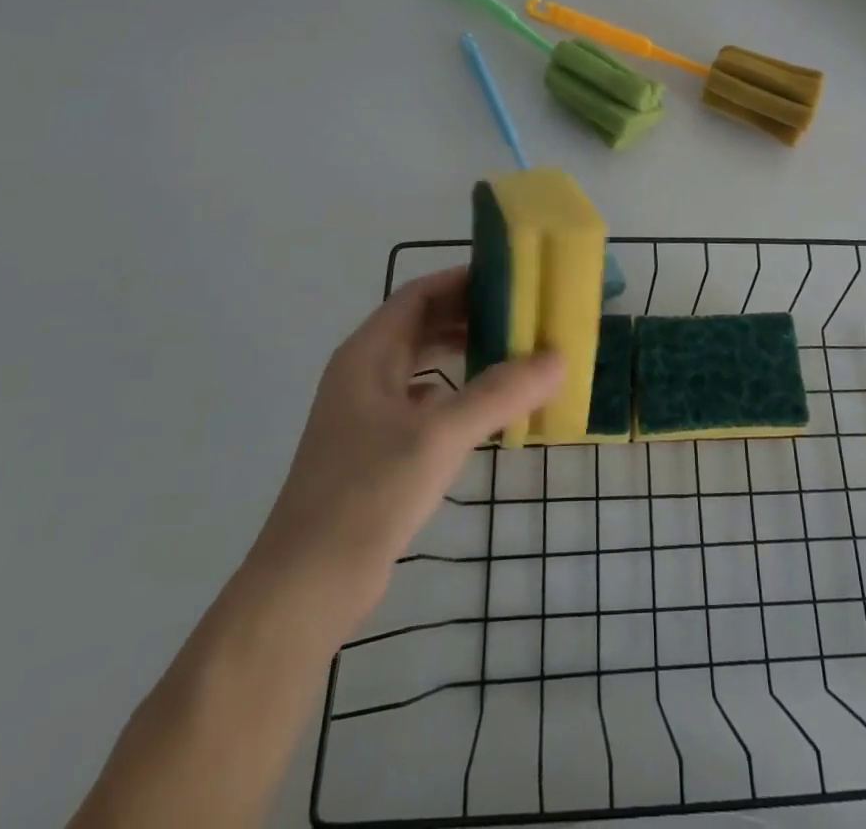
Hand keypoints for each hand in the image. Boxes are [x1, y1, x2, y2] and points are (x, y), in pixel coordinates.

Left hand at [250, 267, 562, 613]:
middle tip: (523, 316)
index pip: (418, 294)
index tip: (510, 279)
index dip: (461, 280)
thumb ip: (500, 393)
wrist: (306, 587)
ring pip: (422, 365)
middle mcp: (364, 374)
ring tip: (514, 354)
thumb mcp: (440, 436)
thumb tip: (558, 358)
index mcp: (368, 354)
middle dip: (469, 316)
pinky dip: (456, 393)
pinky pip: (423, 402)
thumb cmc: (368, 494)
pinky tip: (486, 409)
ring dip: (464, 354)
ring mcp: (367, 414)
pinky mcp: (376, 450)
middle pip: (421, 325)